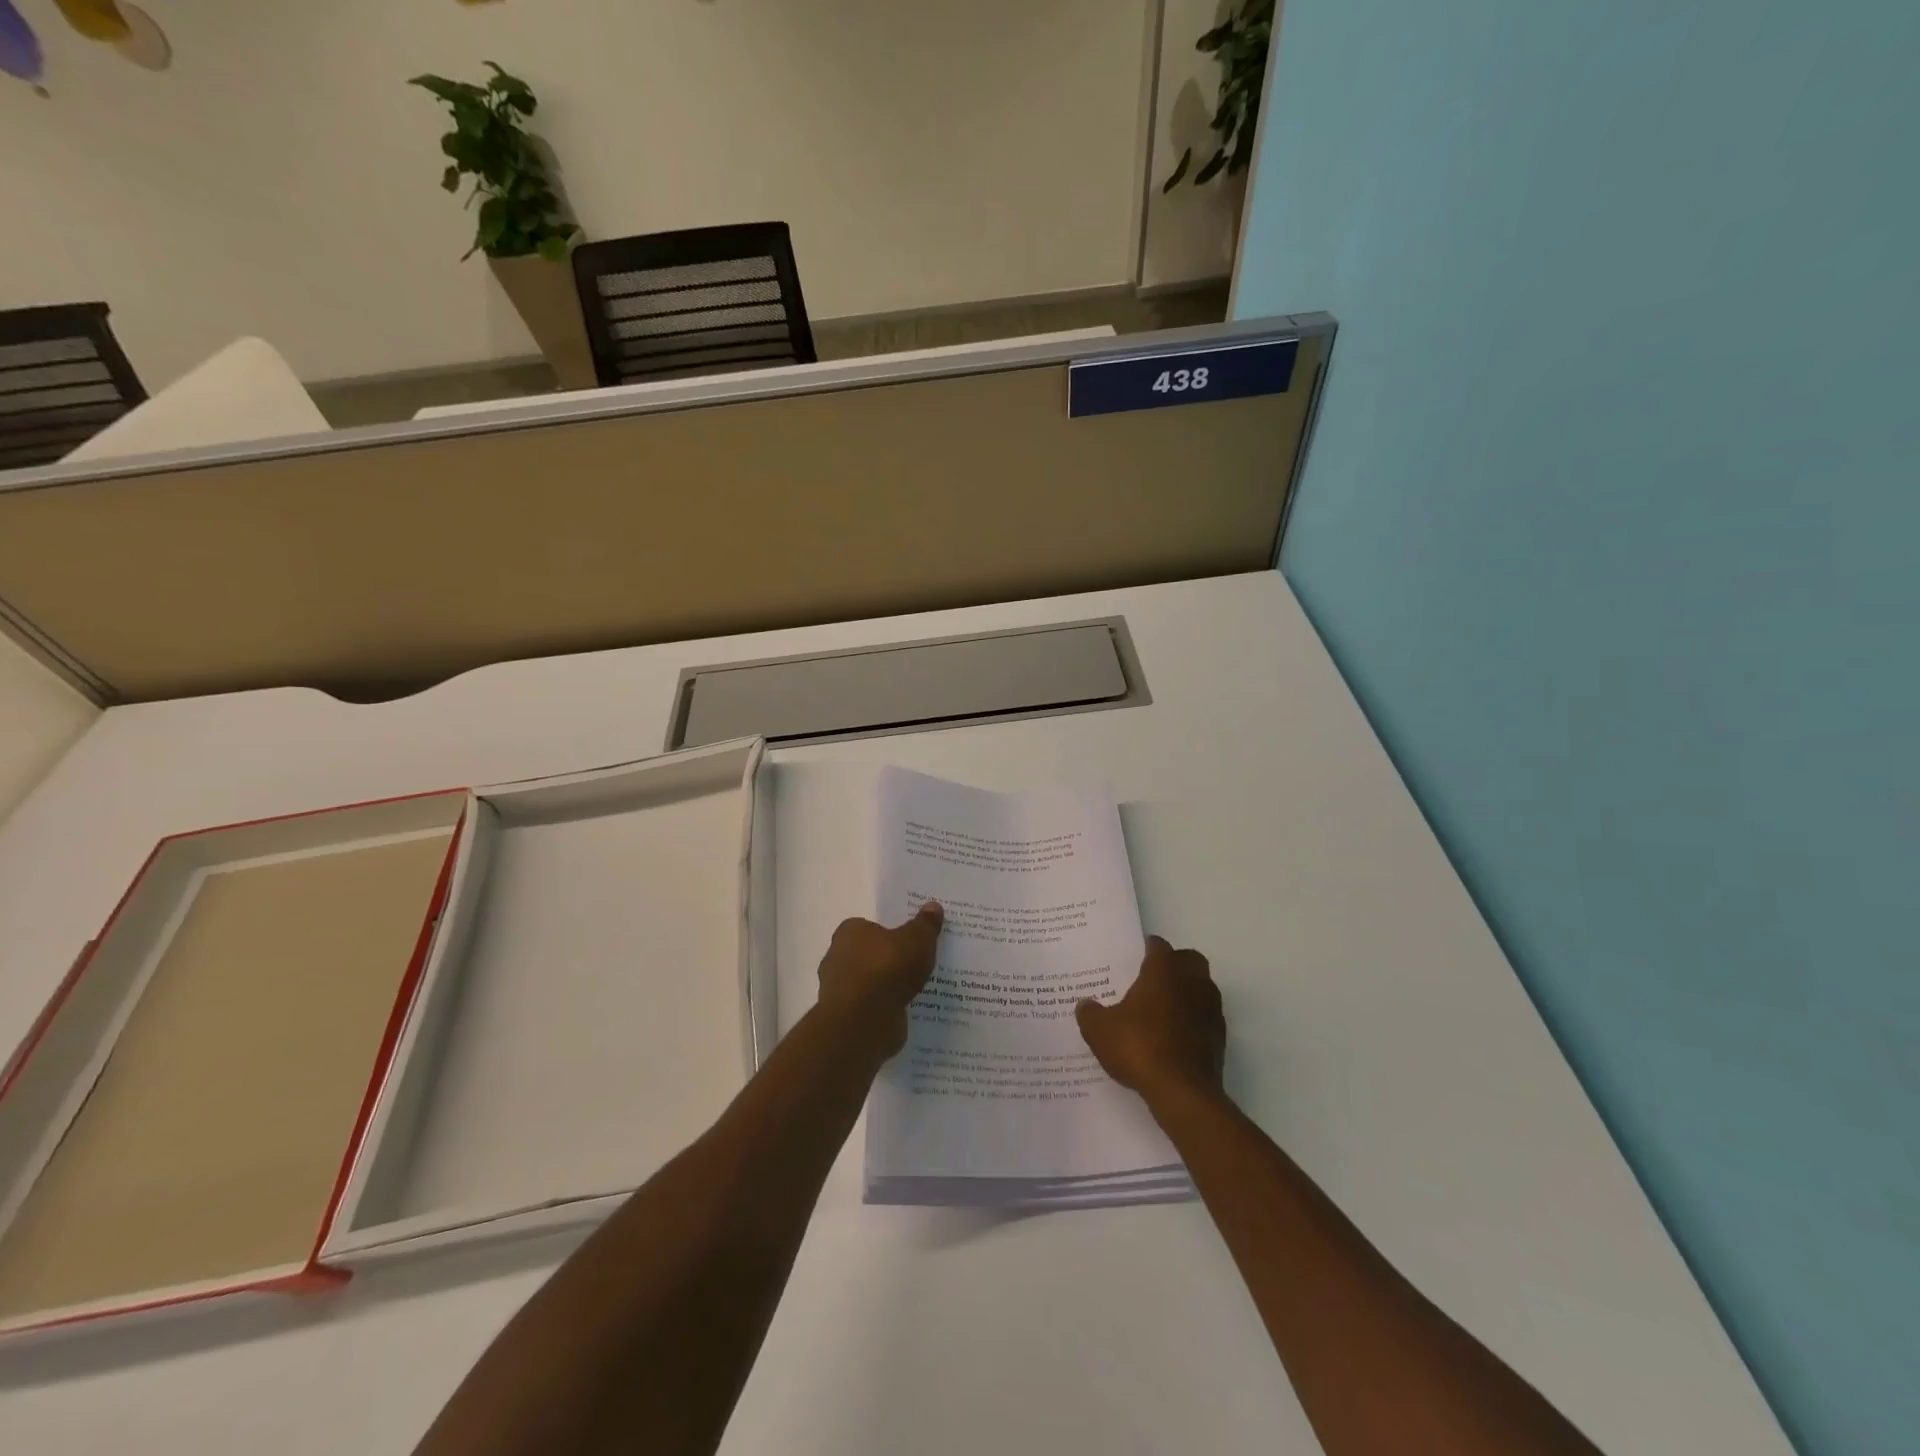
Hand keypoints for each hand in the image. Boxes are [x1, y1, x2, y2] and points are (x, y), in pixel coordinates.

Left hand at [815, 902, 943, 1057]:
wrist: (865, 1020)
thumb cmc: (887, 968)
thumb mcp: (917, 940)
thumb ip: (925, 924)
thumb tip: (933, 906)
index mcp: (849, 932)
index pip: (868, 927)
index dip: (888, 933)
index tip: (909, 941)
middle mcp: (837, 957)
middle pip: (867, 954)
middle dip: (887, 960)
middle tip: (914, 964)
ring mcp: (839, 990)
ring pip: (868, 982)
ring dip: (885, 987)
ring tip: (914, 990)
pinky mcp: (846, 1017)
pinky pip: (870, 1007)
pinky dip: (883, 1008)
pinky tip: (904, 1010)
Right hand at [1076, 936, 1225, 1105]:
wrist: (1182, 1092)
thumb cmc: (1139, 1047)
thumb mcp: (1099, 1030)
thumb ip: (1090, 1013)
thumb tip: (1085, 1005)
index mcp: (1164, 970)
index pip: (1158, 945)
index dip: (1145, 949)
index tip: (1132, 959)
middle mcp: (1192, 981)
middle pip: (1188, 960)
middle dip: (1173, 965)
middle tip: (1150, 980)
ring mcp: (1211, 1008)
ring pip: (1201, 987)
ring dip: (1186, 993)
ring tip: (1161, 1011)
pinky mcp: (1220, 1037)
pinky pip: (1205, 1017)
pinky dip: (1193, 1021)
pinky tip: (1173, 1037)